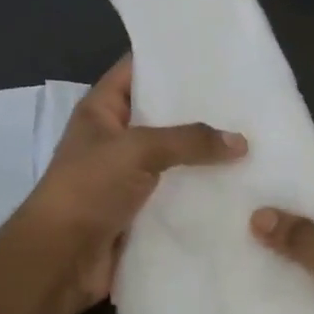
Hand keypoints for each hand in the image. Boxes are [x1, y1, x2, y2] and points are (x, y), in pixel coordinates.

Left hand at [22, 56, 244, 313]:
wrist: (61, 259)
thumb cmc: (89, 188)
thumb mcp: (138, 150)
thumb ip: (189, 141)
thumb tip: (241, 142)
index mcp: (101, 110)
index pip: (136, 69)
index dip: (168, 59)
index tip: (213, 54)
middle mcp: (115, 138)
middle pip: (161, 115)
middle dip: (198, 109)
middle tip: (246, 98)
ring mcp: (128, 176)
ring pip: (173, 157)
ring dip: (204, 154)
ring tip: (252, 140)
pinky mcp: (141, 210)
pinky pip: (176, 192)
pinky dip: (201, 190)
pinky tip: (238, 183)